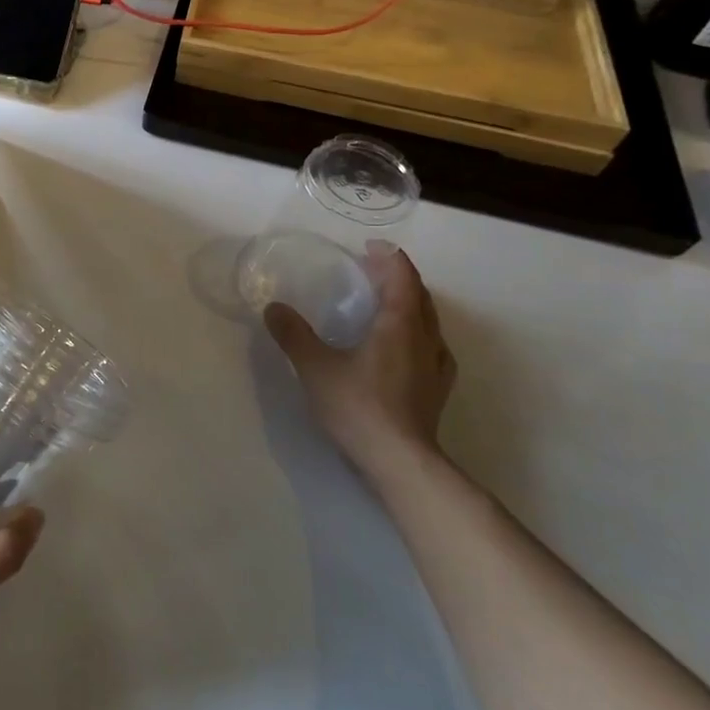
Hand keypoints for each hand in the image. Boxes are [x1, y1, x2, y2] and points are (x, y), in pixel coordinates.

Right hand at [264, 245, 455, 482]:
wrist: (400, 462)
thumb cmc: (359, 406)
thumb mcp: (316, 367)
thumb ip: (294, 335)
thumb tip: (273, 308)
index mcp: (400, 323)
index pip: (402, 276)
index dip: (388, 257)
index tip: (369, 248)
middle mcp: (425, 338)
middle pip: (419, 294)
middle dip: (398, 277)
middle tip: (371, 271)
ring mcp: (435, 364)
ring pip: (429, 320)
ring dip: (409, 303)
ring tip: (385, 304)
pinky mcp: (436, 389)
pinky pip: (431, 345)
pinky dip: (416, 332)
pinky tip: (403, 346)